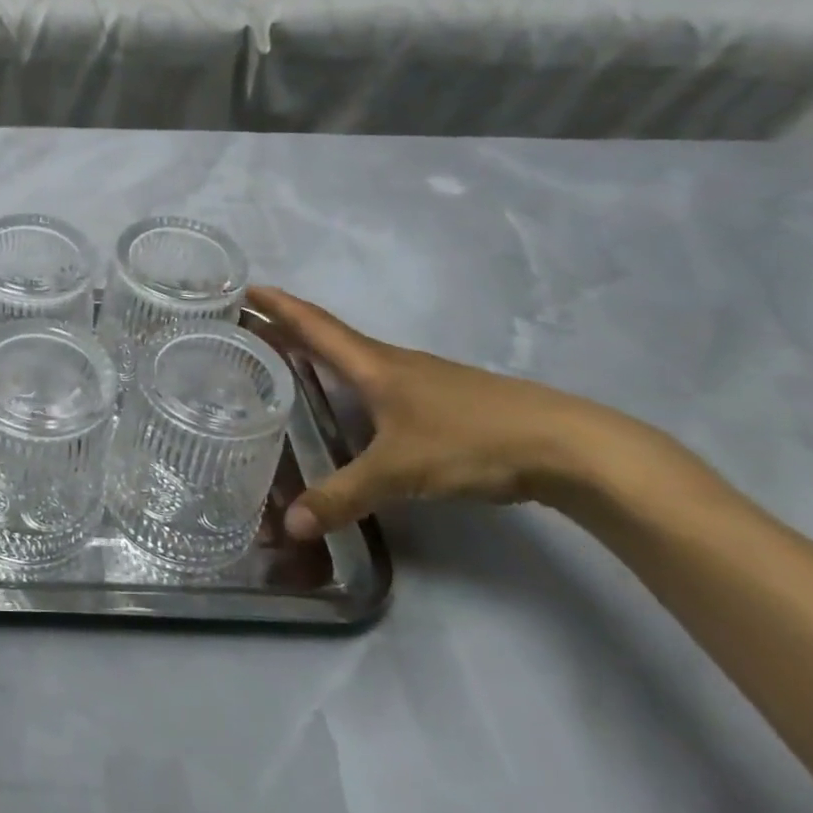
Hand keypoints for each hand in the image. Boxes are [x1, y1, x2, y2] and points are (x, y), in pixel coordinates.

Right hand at [246, 287, 693, 540]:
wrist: (568, 445)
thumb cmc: (472, 441)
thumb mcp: (399, 472)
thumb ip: (343, 497)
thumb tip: (289, 526)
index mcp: (372, 365)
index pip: (313, 325)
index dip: (278, 305)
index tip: (245, 286)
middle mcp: (390, 363)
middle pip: (327, 335)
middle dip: (285, 326)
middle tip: (245, 324)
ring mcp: (419, 379)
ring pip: (353, 356)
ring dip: (315, 350)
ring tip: (282, 357)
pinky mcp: (440, 400)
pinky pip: (375, 378)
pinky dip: (344, 375)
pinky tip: (345, 397)